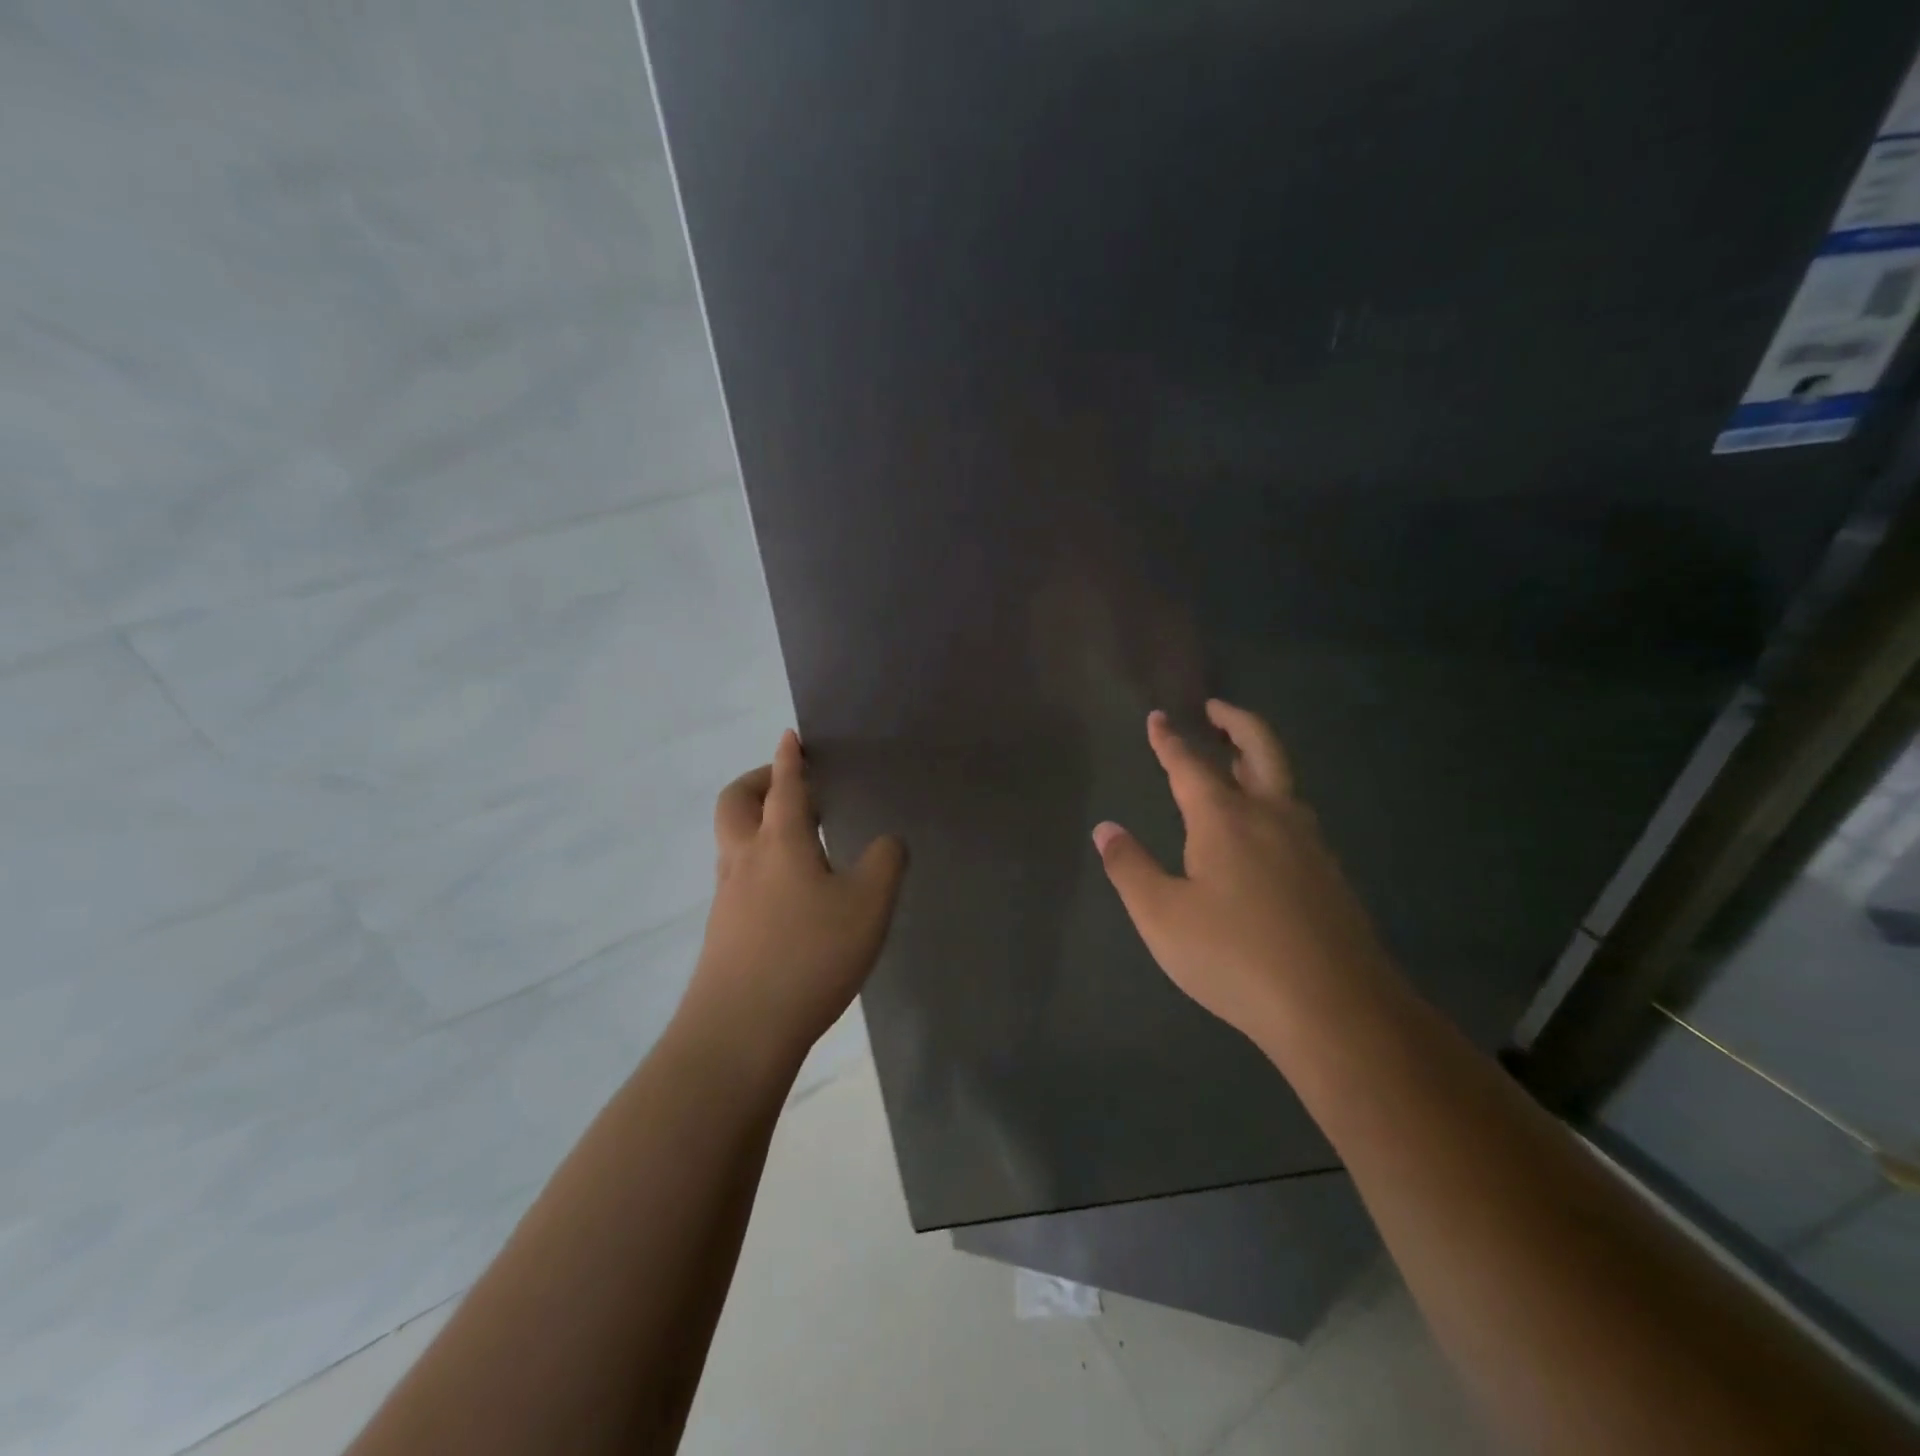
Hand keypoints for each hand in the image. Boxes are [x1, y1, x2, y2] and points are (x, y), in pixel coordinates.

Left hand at [687, 730, 905, 1062]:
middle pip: (736, 803)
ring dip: (756, 822)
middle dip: (758, 781)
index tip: (790, 737)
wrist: (739, 1031)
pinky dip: (758, 862)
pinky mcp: (722, 931)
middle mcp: (745, 860)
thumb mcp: (868, 905)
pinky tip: (788, 891)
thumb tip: (887, 842)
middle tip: (787, 782)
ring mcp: (727, 897)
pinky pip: (737, 877)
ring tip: (795, 836)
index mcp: (780, 842)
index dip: (789, 758)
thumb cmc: (809, 955)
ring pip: (732, 841)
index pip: (785, 786)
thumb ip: (885, 863)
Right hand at [1093, 701, 1398, 1041]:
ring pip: (1284, 782)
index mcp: (1224, 819)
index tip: (1158, 718)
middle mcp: (1271, 817)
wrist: (1335, 1008)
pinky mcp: (1330, 874)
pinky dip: (1275, 799)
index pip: (1190, 765)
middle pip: (1260, 749)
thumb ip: (1130, 868)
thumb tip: (1105, 829)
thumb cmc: (1234, 957)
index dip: (1169, 740)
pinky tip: (1267, 830)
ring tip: (1236, 761)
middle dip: (1236, 721)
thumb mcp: (1162, 917)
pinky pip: (1297, 816)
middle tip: (1216, 708)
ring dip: (1258, 759)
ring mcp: (1308, 844)